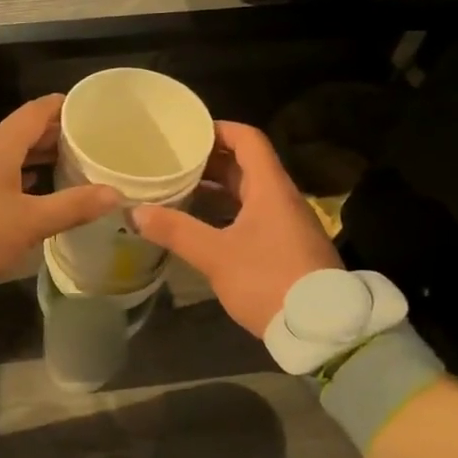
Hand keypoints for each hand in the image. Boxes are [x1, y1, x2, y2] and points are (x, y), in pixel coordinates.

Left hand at [0, 95, 121, 296]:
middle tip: (87, 143)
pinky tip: (29, 192)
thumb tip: (115, 193)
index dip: (64, 106)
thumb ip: (73, 206)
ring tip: (66, 167)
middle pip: (21, 130)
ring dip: (35, 156)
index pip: (36, 110)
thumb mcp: (29, 224)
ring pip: (6, 153)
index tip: (90, 110)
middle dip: (54, 134)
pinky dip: (16, 174)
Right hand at [132, 122, 339, 336]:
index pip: (248, 139)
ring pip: (250, 192)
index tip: (187, 132)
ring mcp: (287, 223)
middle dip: (211, 160)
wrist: (321, 328)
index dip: (219, 129)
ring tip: (181, 190)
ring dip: (218, 188)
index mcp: (270, 188)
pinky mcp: (288, 246)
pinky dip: (228, 212)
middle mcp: (282, 198)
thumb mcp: (217, 256)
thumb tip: (136, 211)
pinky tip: (204, 226)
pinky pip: (255, 215)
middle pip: (247, 165)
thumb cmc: (268, 280)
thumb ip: (177, 231)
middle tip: (174, 162)